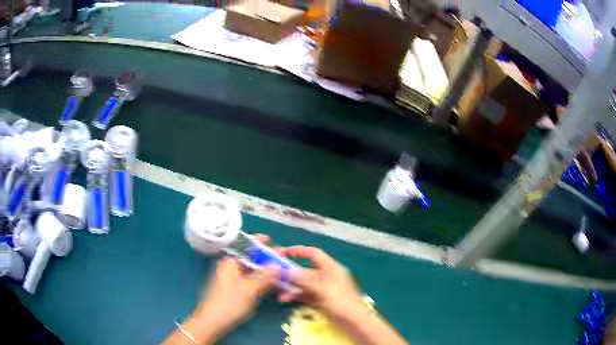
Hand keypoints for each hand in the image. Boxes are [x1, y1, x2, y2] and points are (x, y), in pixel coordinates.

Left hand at [176, 234, 277, 344]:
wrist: (213, 321)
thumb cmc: (230, 302)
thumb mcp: (250, 289)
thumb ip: (265, 276)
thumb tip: (277, 264)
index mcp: (230, 261)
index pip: (245, 245)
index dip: (259, 242)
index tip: (272, 241)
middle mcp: (230, 266)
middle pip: (250, 258)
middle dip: (266, 258)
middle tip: (282, 258)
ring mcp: (231, 277)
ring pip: (251, 270)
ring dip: (265, 271)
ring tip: (281, 271)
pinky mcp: (234, 288)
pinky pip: (249, 279)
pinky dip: (260, 279)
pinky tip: (271, 283)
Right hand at [277, 246, 364, 318]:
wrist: (354, 322)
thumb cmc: (341, 302)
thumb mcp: (322, 290)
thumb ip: (304, 281)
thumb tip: (287, 271)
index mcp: (331, 268)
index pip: (314, 254)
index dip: (298, 251)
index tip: (283, 252)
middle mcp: (326, 276)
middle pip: (305, 271)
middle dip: (290, 274)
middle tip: (275, 276)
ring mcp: (323, 289)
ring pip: (303, 284)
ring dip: (291, 287)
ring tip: (278, 292)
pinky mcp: (321, 300)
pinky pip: (305, 294)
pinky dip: (296, 295)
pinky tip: (285, 299)